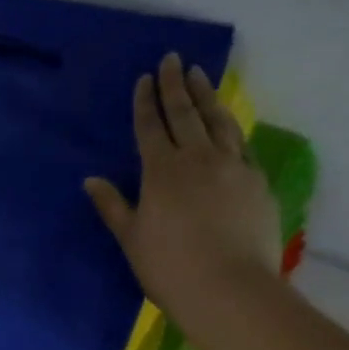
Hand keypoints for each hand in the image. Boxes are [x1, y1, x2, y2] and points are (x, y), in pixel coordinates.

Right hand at [84, 53, 281, 330]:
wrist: (230, 290)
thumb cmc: (170, 268)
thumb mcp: (132, 238)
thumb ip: (113, 205)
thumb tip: (90, 180)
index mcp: (161, 171)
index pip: (150, 127)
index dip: (146, 101)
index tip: (146, 78)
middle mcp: (198, 159)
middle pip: (185, 114)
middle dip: (176, 85)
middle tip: (173, 59)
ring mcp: (233, 167)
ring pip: (218, 122)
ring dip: (207, 97)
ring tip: (201, 76)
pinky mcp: (258, 182)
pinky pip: (242, 145)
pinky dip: (232, 128)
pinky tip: (229, 123)